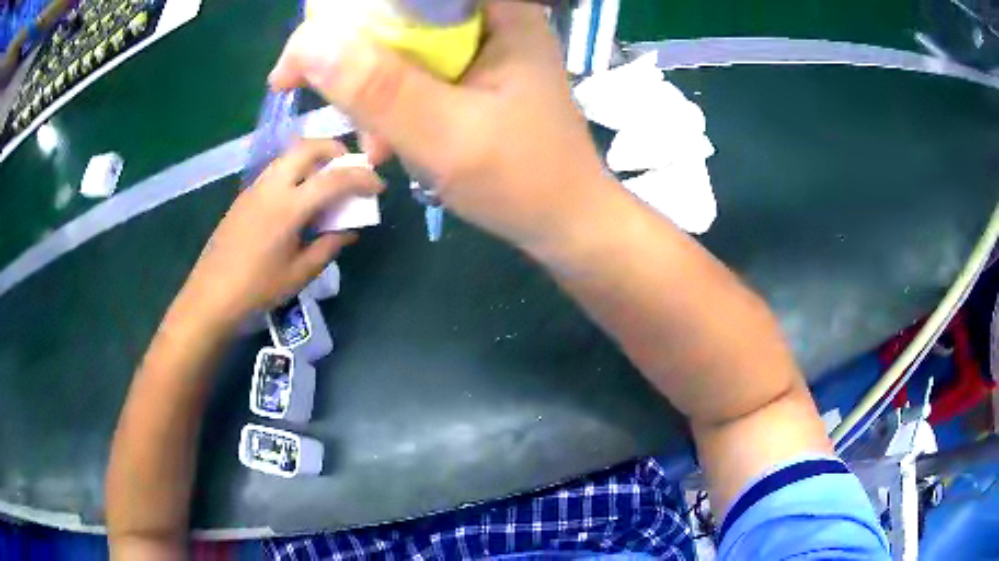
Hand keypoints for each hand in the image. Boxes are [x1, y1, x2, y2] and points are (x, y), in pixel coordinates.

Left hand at [179, 139, 382, 326]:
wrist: (211, 295)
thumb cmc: (257, 289)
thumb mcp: (299, 273)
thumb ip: (328, 246)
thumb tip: (348, 230)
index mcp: (289, 208)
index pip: (333, 179)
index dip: (361, 178)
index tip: (377, 186)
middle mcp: (272, 187)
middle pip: (307, 147)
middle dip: (334, 149)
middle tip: (349, 167)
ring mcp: (255, 188)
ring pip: (289, 155)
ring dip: (313, 157)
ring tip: (326, 179)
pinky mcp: (245, 195)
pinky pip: (276, 170)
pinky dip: (296, 170)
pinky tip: (299, 197)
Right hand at [268, 2, 610, 250]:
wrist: (563, 222)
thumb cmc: (522, 181)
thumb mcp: (445, 135)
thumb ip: (379, 88)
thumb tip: (310, 45)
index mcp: (499, 13)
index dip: (348, 16)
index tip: (301, 61)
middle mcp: (491, 18)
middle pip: (398, 16)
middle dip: (354, 61)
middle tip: (323, 103)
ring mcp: (483, 47)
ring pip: (400, 46)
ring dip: (370, 90)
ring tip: (372, 143)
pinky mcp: (474, 74)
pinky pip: (414, 73)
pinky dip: (391, 104)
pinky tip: (389, 142)